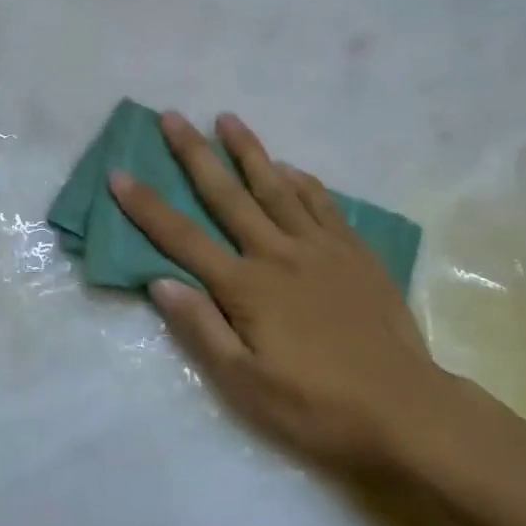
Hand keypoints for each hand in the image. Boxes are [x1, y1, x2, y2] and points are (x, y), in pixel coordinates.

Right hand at [109, 111, 454, 472]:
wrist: (406, 409)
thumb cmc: (317, 406)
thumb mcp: (246, 386)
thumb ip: (202, 329)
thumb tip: (160, 282)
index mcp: (246, 287)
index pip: (183, 238)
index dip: (147, 206)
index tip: (119, 174)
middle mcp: (278, 253)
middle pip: (227, 195)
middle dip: (194, 154)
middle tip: (172, 116)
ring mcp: (320, 247)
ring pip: (276, 186)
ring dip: (248, 151)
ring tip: (227, 119)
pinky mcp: (354, 251)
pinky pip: (322, 203)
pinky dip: (301, 180)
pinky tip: (289, 167)